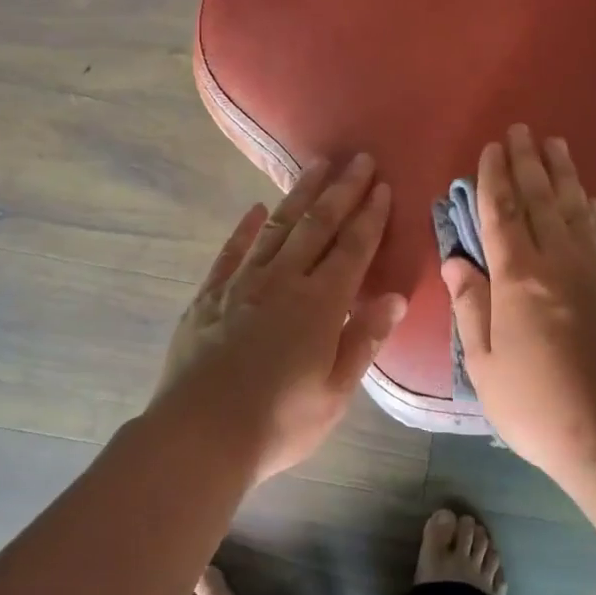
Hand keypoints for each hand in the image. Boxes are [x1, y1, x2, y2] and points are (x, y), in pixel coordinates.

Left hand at [152, 154, 407, 482]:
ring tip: (316, 167)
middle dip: (341, 191)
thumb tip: (395, 298)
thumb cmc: (279, 422)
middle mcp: (282, 282)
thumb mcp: (335, 391)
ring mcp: (240, 285)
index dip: (369, 216)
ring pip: (276, 229)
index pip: (352, 249)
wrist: (200, 436)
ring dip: (298, 196)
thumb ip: (364, 339)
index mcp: (320, 304)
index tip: (381, 185)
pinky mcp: (207, 298)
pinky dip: (245, 229)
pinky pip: (230, 253)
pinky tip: (255, 210)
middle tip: (357, 159)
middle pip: (317, 226)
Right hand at [443, 125, 595, 483]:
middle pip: (541, 200)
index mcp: (519, 279)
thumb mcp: (484, 363)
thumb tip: (456, 260)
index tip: (490, 148)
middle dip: (527, 163)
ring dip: (563, 174)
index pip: (502, 215)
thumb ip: (471, 305)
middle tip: (521, 130)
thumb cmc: (535, 405)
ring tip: (554, 144)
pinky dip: (592, 209)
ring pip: (575, 209)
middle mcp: (559, 263)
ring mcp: (594, 272)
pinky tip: (589, 196)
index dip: (494, 179)